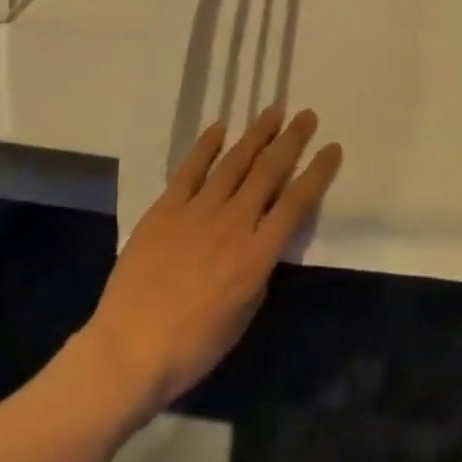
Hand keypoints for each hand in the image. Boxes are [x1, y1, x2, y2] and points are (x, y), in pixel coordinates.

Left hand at [76, 106, 341, 416]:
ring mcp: (197, 211)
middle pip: (268, 171)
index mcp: (257, 254)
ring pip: (233, 162)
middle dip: (291, 140)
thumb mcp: (244, 313)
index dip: (318, 173)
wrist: (129, 350)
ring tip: (273, 111)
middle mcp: (233, 223)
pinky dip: (206, 146)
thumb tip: (262, 242)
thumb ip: (258, 270)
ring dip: (256, 134)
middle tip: (306, 115)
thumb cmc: (194, 346)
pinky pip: (190, 170)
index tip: (332, 148)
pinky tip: (220, 127)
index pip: (297, 202)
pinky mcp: (165, 209)